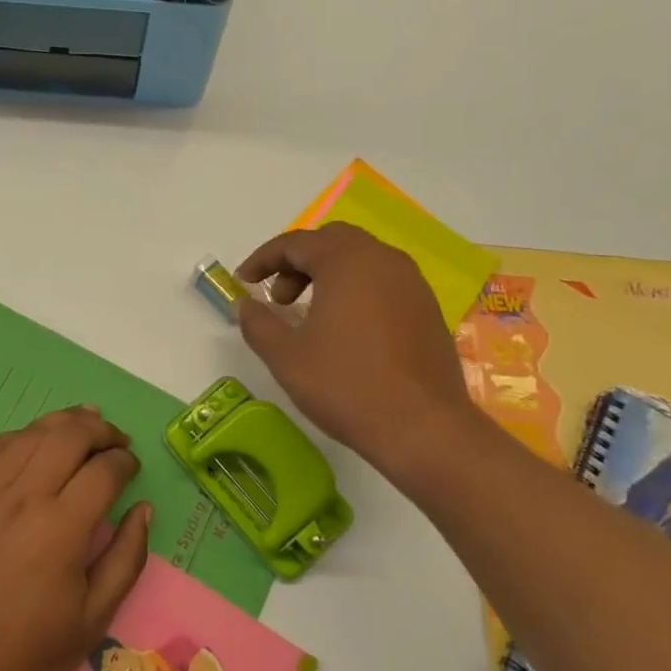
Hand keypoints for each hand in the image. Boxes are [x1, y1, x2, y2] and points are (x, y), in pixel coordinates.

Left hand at [0, 406, 150, 670]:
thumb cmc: (29, 652)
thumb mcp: (94, 618)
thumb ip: (127, 558)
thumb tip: (143, 509)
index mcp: (62, 528)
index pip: (104, 470)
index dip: (125, 462)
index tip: (132, 468)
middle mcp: (24, 497)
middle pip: (69, 435)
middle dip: (100, 429)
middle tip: (114, 440)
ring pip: (30, 434)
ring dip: (62, 422)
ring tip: (82, 424)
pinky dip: (19, 436)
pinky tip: (31, 441)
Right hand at [235, 223, 488, 473]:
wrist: (424, 428)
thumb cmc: (347, 386)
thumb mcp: (286, 357)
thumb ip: (258, 323)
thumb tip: (244, 304)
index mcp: (346, 261)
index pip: (295, 243)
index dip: (263, 259)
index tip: (242, 282)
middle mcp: (382, 259)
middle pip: (331, 242)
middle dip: (297, 263)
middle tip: (279, 299)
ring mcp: (411, 282)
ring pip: (360, 259)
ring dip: (328, 275)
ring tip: (310, 315)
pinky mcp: (427, 307)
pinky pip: (383, 281)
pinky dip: (356, 289)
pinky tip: (346, 329)